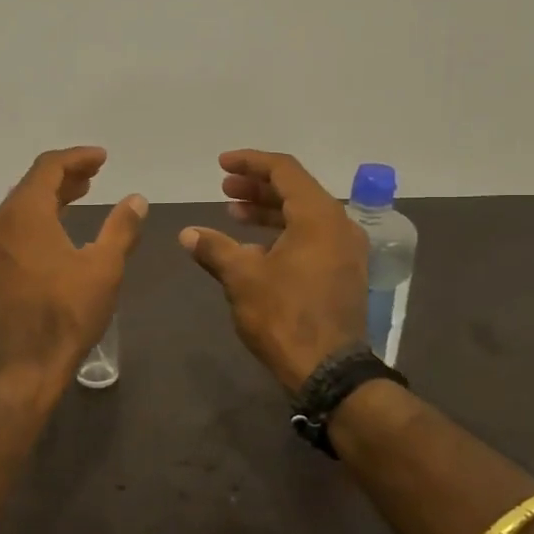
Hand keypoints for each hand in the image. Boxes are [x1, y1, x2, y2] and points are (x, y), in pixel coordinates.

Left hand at [0, 147, 146, 391]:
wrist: (24, 366)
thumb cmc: (67, 314)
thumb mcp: (104, 268)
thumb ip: (121, 228)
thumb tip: (136, 199)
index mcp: (24, 215)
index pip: (48, 167)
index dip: (77, 158)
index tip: (102, 158)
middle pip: (32, 184)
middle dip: (65, 175)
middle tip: (95, 174)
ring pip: (21, 206)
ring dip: (51, 196)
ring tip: (81, 194)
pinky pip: (14, 226)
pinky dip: (38, 217)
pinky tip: (59, 228)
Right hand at [180, 149, 366, 393]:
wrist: (328, 370)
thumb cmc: (284, 315)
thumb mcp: (242, 277)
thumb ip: (214, 248)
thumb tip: (188, 233)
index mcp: (319, 216)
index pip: (284, 170)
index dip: (250, 163)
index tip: (221, 165)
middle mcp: (339, 226)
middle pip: (296, 190)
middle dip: (257, 187)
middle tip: (224, 189)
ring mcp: (345, 251)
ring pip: (304, 216)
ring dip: (268, 211)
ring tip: (233, 214)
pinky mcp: (343, 273)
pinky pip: (311, 238)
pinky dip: (282, 233)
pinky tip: (254, 248)